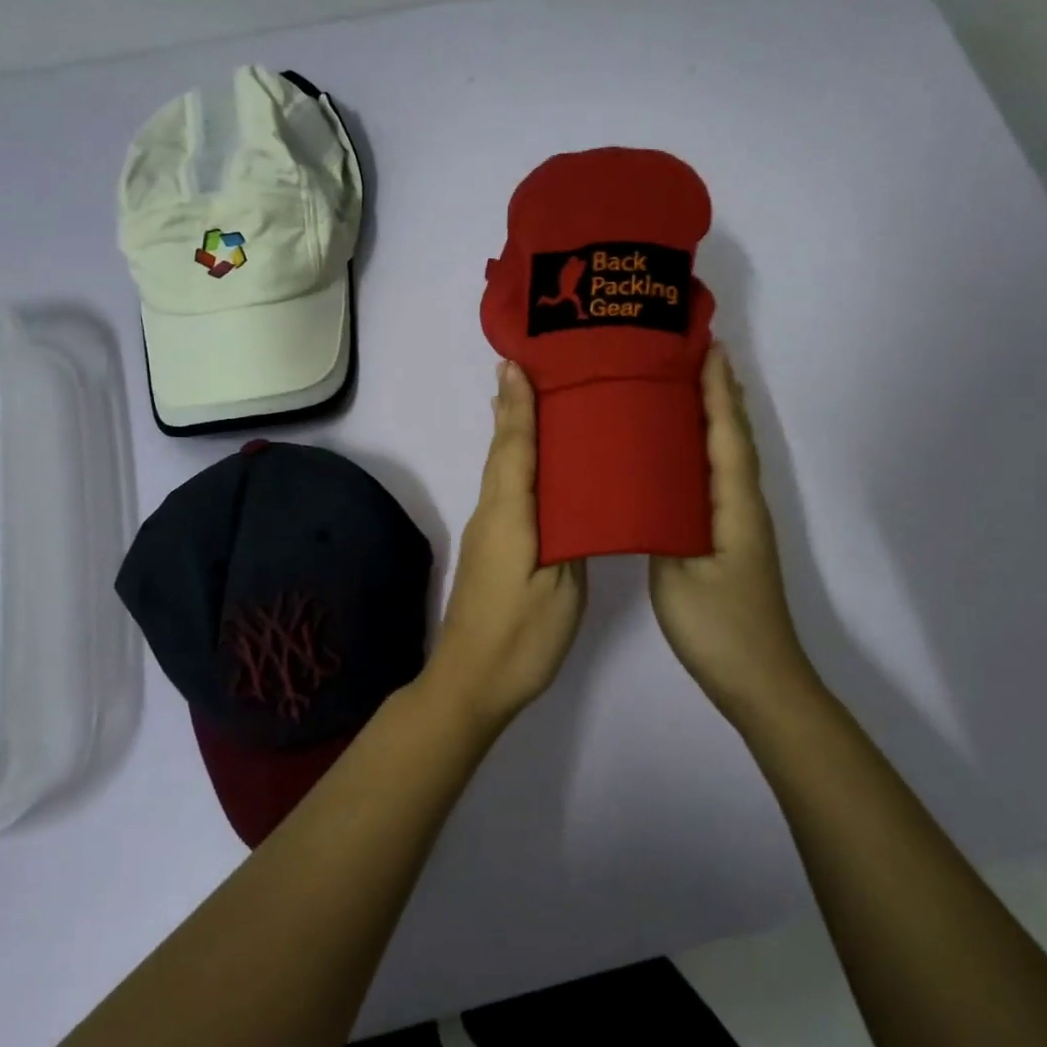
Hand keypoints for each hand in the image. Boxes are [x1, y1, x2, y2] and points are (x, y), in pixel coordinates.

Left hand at [430, 360, 587, 725]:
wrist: (469, 683)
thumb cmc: (521, 638)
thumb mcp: (562, 590)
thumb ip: (571, 538)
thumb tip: (576, 500)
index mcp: (510, 516)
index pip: (515, 448)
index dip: (518, 406)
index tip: (516, 363)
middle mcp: (491, 514)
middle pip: (502, 452)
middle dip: (512, 409)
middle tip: (525, 367)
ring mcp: (487, 532)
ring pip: (501, 471)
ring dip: (512, 433)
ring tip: (530, 400)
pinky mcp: (491, 549)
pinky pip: (505, 491)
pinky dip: (516, 464)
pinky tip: (532, 464)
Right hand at [649, 346, 815, 720]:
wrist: (759, 680)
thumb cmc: (718, 626)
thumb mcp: (677, 574)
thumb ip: (659, 526)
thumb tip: (642, 490)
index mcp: (734, 506)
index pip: (726, 435)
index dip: (717, 391)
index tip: (705, 348)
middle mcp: (743, 506)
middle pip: (735, 438)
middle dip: (720, 395)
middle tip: (694, 356)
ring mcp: (740, 526)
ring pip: (728, 459)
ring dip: (715, 420)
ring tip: (687, 390)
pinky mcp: (730, 543)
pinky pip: (718, 482)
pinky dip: (706, 454)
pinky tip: (683, 457)